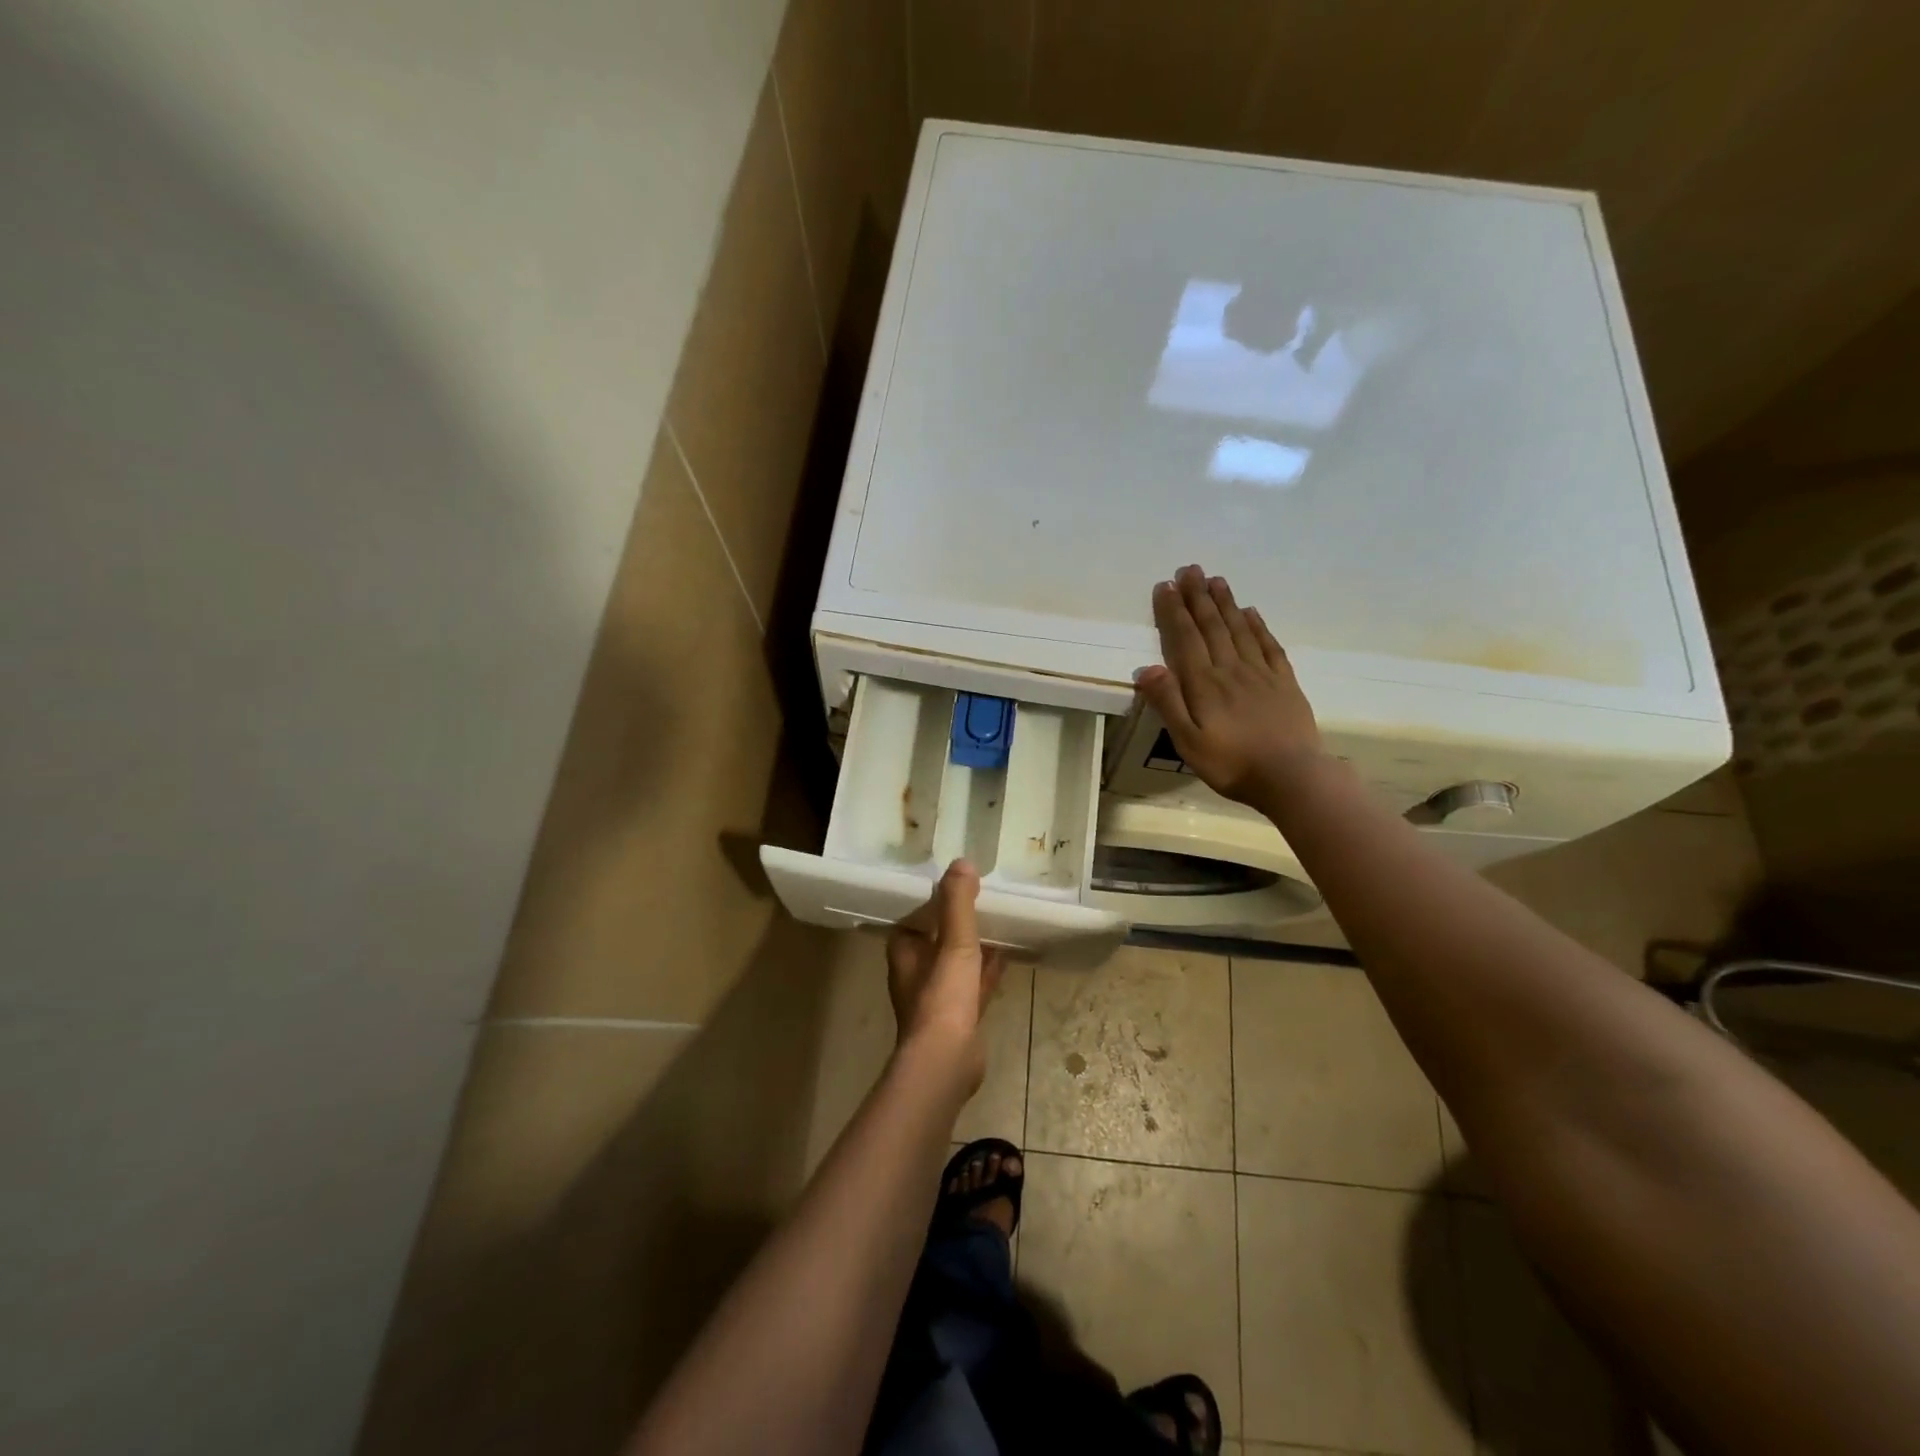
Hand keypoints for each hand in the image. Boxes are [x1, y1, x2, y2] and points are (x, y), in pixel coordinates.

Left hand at [886, 860, 1005, 1091]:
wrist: (947, 1061)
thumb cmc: (943, 997)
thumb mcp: (954, 942)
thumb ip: (957, 902)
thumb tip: (962, 862)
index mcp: (905, 952)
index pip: (914, 918)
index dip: (933, 903)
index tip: (957, 886)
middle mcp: (915, 973)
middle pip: (936, 940)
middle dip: (956, 923)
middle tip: (982, 900)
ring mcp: (936, 998)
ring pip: (955, 963)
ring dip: (973, 947)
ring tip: (998, 923)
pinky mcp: (957, 1018)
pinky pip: (972, 985)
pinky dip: (986, 971)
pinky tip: (1006, 959)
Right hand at [1135, 564, 1323, 805]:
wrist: (1292, 777)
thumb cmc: (1232, 764)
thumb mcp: (1188, 741)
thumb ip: (1167, 703)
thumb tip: (1146, 667)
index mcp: (1205, 684)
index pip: (1186, 638)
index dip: (1175, 611)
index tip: (1166, 585)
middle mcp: (1232, 669)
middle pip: (1212, 626)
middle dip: (1199, 596)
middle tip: (1190, 569)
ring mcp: (1261, 674)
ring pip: (1240, 629)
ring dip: (1226, 603)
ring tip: (1216, 580)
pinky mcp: (1284, 683)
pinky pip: (1269, 646)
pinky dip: (1258, 626)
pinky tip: (1251, 613)